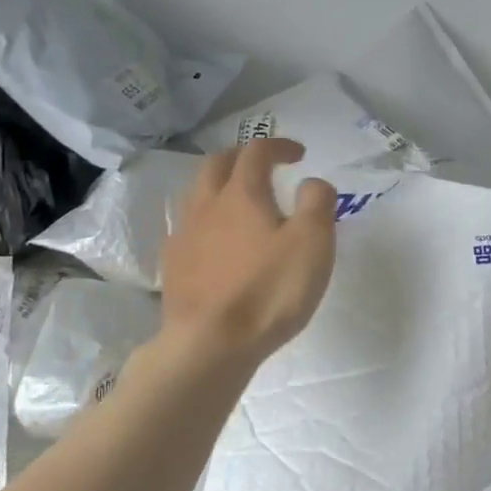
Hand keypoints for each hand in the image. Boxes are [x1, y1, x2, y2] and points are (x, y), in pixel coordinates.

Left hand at [158, 138, 336, 369]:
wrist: (210, 344)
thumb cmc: (268, 292)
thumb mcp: (312, 244)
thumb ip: (317, 203)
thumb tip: (312, 182)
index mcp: (242, 194)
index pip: (256, 152)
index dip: (278, 146)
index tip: (297, 155)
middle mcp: (206, 205)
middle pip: (217, 164)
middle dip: (242, 158)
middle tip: (263, 168)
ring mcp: (184, 235)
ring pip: (197, 193)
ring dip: (219, 186)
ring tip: (239, 201)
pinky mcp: (173, 265)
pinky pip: (187, 227)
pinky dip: (206, 221)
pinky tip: (215, 241)